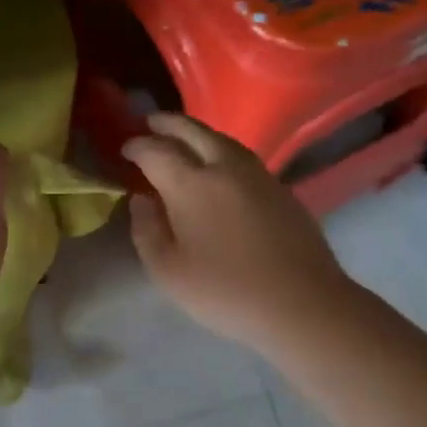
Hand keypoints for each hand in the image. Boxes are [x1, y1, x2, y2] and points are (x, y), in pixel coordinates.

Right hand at [122, 112, 348, 352]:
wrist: (302, 303)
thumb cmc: (224, 290)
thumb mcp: (167, 270)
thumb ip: (146, 229)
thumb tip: (142, 199)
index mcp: (190, 184)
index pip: (155, 151)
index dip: (136, 146)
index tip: (125, 148)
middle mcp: (223, 167)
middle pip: (191, 130)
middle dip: (166, 123)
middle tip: (149, 123)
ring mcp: (256, 174)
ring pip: (220, 139)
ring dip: (195, 132)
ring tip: (181, 139)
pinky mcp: (279, 187)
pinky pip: (240, 155)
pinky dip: (219, 149)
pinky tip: (216, 165)